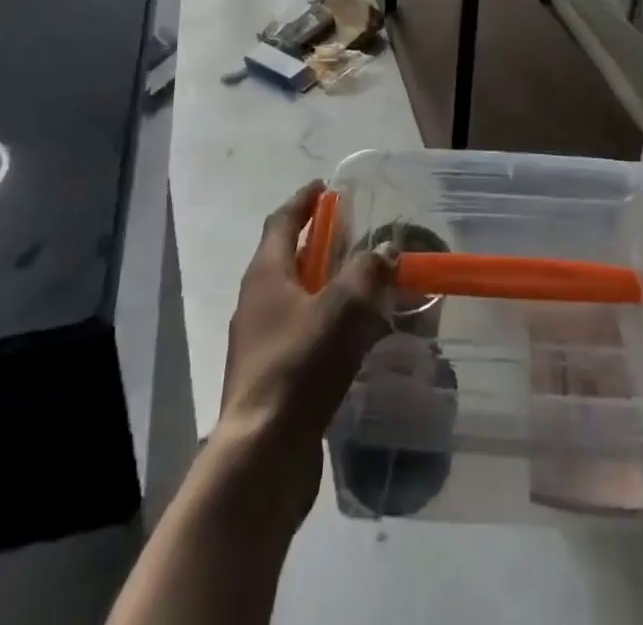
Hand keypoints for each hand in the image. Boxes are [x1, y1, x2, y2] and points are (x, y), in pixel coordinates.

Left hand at [216, 181, 396, 511]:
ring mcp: (261, 343)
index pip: (282, 222)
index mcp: (266, 275)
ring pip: (297, 298)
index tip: (324, 186)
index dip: (303, 201)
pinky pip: (304, 334)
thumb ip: (367, 272)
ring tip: (363, 284)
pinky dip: (328, 323)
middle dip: (319, 242)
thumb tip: (385, 249)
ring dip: (326, 285)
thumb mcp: (342, 309)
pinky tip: (356, 337)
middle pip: (288, 258)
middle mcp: (257, 302)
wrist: (262, 457)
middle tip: (353, 232)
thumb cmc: (299, 367)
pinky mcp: (273, 378)